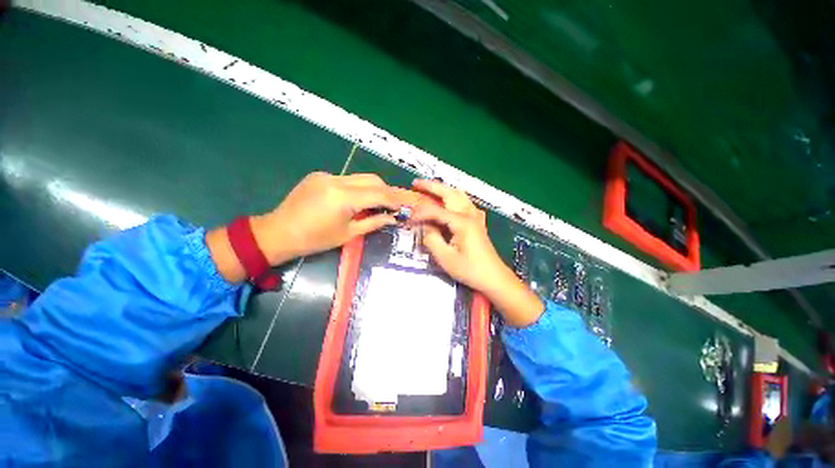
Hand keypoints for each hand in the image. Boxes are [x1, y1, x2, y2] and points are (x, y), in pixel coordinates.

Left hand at [253, 172, 411, 263]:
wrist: (278, 233)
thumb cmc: (315, 240)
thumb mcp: (348, 234)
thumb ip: (373, 223)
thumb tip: (392, 218)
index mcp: (343, 197)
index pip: (378, 193)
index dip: (394, 199)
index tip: (405, 205)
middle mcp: (336, 180)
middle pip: (372, 179)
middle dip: (387, 191)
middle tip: (395, 203)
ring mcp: (326, 175)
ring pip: (360, 177)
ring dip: (373, 188)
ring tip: (380, 203)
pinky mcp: (319, 176)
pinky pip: (346, 179)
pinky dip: (358, 188)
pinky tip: (357, 200)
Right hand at [409, 180, 542, 327]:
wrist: (493, 277)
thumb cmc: (470, 269)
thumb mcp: (445, 258)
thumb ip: (431, 239)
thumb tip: (423, 226)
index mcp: (461, 222)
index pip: (435, 210)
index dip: (420, 212)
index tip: (408, 216)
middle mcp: (469, 214)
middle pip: (449, 192)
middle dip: (431, 186)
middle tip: (416, 184)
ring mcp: (475, 216)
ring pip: (458, 194)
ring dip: (443, 189)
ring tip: (429, 189)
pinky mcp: (477, 221)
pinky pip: (464, 202)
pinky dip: (453, 196)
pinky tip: (448, 202)